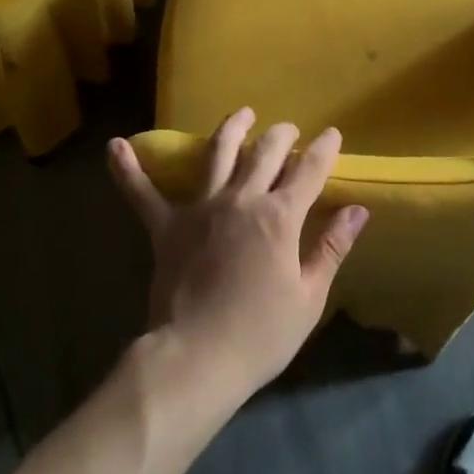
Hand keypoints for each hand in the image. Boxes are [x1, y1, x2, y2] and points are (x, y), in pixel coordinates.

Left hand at [109, 108, 368, 399]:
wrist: (196, 359)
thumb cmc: (261, 333)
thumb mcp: (309, 296)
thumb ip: (332, 247)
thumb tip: (358, 210)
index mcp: (279, 216)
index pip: (310, 171)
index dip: (324, 149)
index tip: (333, 134)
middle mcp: (241, 199)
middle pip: (265, 153)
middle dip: (282, 136)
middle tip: (290, 131)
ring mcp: (200, 208)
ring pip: (217, 154)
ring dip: (231, 129)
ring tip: (242, 114)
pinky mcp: (166, 226)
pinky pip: (143, 194)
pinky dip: (128, 170)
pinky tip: (115, 146)